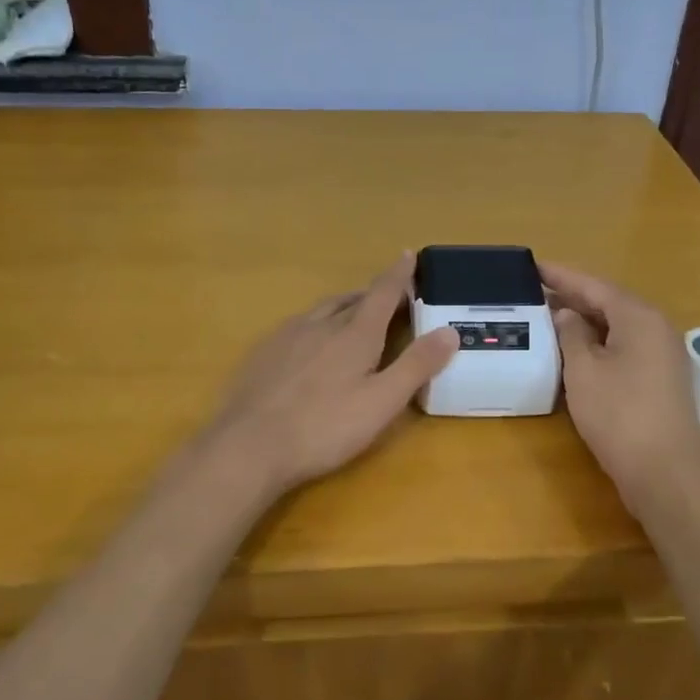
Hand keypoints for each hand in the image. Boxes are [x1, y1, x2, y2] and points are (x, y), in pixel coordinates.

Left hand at [201, 253, 457, 497]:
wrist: (249, 445)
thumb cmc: (324, 427)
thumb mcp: (382, 402)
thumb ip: (416, 365)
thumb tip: (449, 331)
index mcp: (355, 334)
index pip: (383, 293)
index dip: (398, 274)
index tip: (408, 254)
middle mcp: (321, 324)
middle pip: (352, 299)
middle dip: (373, 293)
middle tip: (389, 297)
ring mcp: (288, 336)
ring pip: (323, 310)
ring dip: (344, 306)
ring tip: (353, 313)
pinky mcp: (264, 352)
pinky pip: (297, 325)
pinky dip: (316, 324)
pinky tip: (310, 343)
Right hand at [541, 261, 699, 496]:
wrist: (666, 473)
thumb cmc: (619, 414)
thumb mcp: (583, 370)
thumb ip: (571, 334)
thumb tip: (567, 314)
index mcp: (639, 317)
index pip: (594, 285)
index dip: (561, 275)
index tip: (532, 265)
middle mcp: (656, 328)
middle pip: (609, 302)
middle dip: (572, 296)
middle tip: (534, 290)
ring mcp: (662, 354)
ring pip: (617, 325)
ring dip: (584, 320)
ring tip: (548, 315)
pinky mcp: (660, 378)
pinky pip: (624, 346)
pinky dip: (598, 341)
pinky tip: (575, 349)